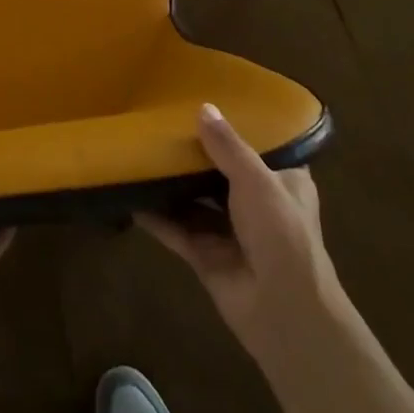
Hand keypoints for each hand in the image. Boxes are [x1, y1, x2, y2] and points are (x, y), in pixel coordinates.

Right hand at [138, 104, 346, 376]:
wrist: (282, 310)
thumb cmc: (281, 232)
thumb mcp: (257, 179)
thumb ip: (227, 146)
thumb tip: (202, 108)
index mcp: (283, 182)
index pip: (262, 147)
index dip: (239, 128)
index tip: (211, 103)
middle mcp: (257, 204)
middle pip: (221, 172)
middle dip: (196, 154)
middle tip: (163, 122)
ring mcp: (230, 231)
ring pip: (195, 200)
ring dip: (173, 183)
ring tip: (141, 150)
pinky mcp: (205, 255)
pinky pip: (176, 229)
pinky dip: (155, 215)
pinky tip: (129, 194)